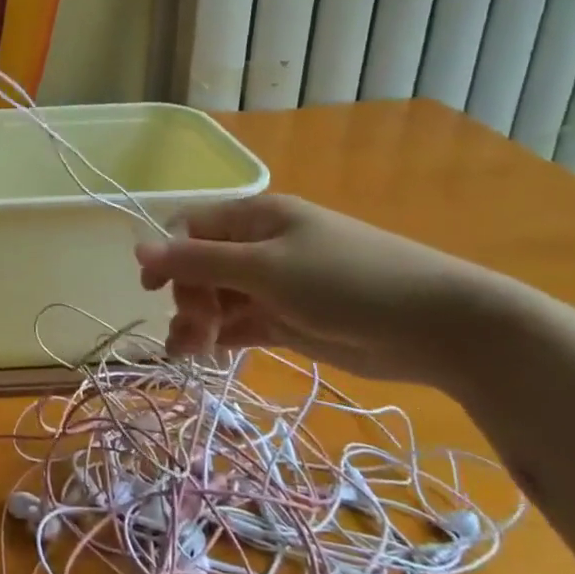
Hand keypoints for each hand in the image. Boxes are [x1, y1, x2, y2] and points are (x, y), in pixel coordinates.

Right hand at [132, 193, 501, 384]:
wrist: (438, 327)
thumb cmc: (346, 282)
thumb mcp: (264, 268)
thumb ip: (197, 262)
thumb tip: (137, 247)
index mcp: (255, 219)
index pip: (191, 229)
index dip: (166, 257)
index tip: (152, 292)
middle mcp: (260, 247)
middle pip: (201, 267)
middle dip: (187, 298)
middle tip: (192, 332)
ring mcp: (275, 285)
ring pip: (217, 299)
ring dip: (198, 322)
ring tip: (192, 352)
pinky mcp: (289, 320)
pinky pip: (240, 324)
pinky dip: (221, 337)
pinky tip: (207, 354)